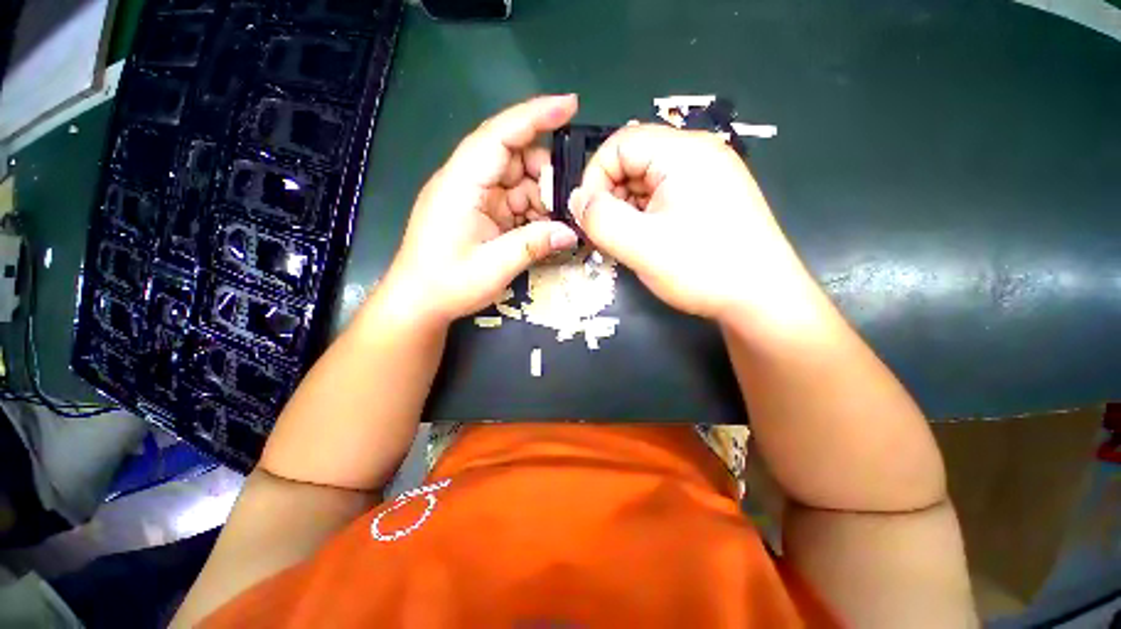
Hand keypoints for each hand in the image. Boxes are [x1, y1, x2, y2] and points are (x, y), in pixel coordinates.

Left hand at [379, 95, 580, 324]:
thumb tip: (571, 232)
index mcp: (461, 184)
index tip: (570, 105)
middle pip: (512, 157)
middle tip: (566, 203)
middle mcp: (466, 181)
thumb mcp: (494, 267)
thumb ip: (533, 245)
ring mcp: (472, 197)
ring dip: (539, 198)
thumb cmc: (447, 283)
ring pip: (515, 181)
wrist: (418, 303)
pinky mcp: (478, 212)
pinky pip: (511, 201)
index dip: (535, 116)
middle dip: (544, 175)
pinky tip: (541, 230)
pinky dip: (530, 212)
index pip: (499, 135)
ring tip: (555, 223)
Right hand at [569, 124, 814, 322]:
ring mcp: (708, 175)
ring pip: (647, 181)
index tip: (588, 216)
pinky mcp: (710, 197)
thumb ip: (600, 219)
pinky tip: (648, 241)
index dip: (595, 177)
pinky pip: (664, 195)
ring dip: (627, 209)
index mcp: (683, 152)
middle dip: (611, 196)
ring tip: (628, 242)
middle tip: (607, 234)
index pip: (619, 143)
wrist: (762, 299)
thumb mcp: (640, 245)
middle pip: (634, 160)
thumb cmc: (702, 268)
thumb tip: (577, 199)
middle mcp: (698, 154)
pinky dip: (645, 215)